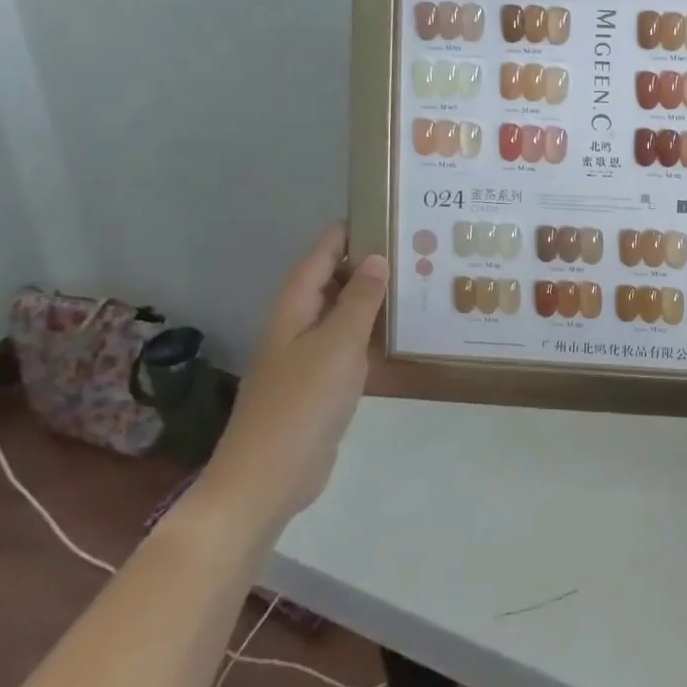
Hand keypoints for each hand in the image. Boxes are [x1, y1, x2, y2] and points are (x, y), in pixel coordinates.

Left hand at [194, 225, 387, 541]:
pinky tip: (402, 334)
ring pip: (344, 314)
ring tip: (417, 282)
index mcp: (295, 308)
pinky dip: (373, 333)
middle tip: (415, 248)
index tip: (385, 211)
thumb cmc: (302, 402)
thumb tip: (376, 258)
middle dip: (367, 263)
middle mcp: (299, 325)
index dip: (347, 232)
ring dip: (373, 299)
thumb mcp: (337, 344)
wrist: (269, 476)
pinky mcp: (322, 384)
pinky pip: (350, 345)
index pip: (321, 255)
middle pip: (333, 281)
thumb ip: (360, 300)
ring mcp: (309, 356)